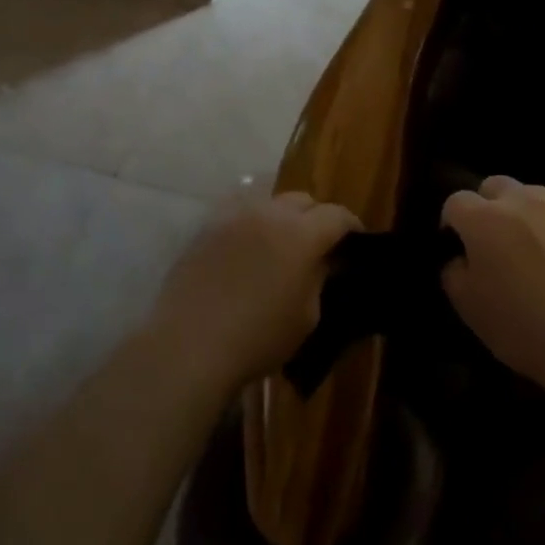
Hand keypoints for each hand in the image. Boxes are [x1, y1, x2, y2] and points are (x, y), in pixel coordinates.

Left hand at [150, 192, 358, 391]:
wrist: (189, 344)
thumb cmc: (258, 338)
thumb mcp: (306, 316)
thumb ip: (318, 279)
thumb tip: (322, 261)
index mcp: (301, 234)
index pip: (336, 215)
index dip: (351, 226)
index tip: (355, 241)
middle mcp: (269, 212)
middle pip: (303, 200)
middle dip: (316, 217)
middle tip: (318, 244)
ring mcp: (234, 215)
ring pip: (268, 201)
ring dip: (282, 217)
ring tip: (281, 243)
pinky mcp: (207, 226)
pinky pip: (238, 212)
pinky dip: (251, 223)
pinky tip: (248, 246)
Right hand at [441, 177, 544, 405]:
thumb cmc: (525, 329)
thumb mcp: (468, 308)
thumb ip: (453, 271)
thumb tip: (461, 257)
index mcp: (485, 218)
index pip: (456, 201)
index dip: (453, 224)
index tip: (460, 250)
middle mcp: (523, 201)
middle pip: (496, 186)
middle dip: (490, 208)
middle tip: (497, 246)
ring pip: (536, 198)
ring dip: (528, 218)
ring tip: (539, 256)